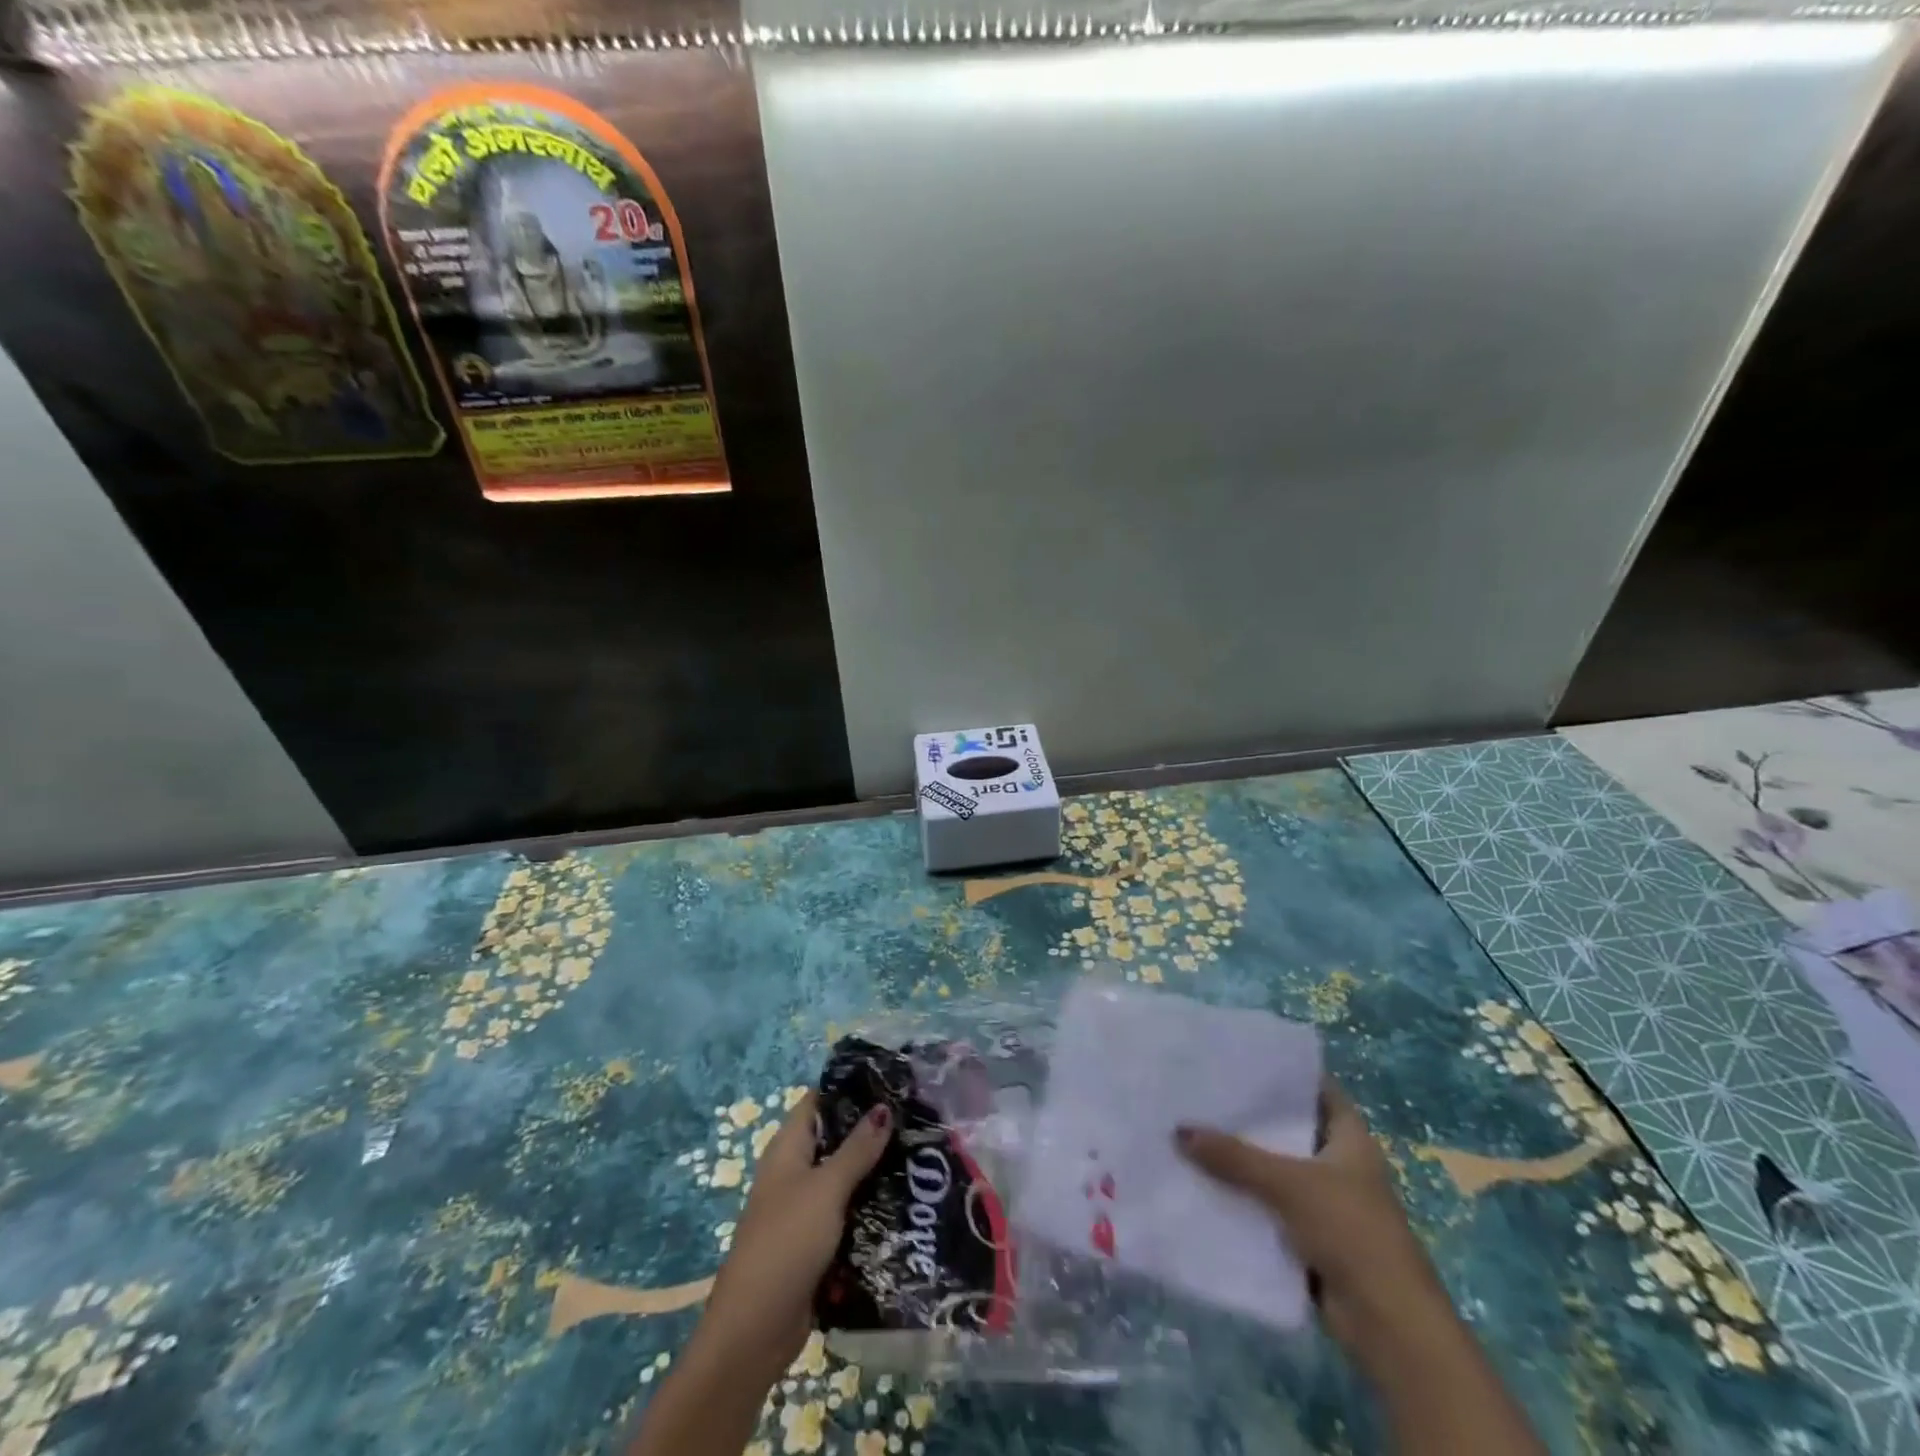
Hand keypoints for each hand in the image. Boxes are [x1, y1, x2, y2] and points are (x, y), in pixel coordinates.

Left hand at [699, 1093, 893, 1381]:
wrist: (754, 1331)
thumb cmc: (786, 1243)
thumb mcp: (826, 1189)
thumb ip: (857, 1149)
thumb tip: (883, 1107)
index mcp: (788, 1149)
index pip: (819, 1102)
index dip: (850, 1089)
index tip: (892, 1083)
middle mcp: (795, 1172)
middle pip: (836, 1140)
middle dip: (872, 1132)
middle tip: (918, 1122)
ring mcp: (805, 1209)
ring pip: (845, 1179)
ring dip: (875, 1172)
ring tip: (921, 1159)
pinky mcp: (816, 1243)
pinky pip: (848, 1214)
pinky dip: (870, 1209)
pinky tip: (905, 1205)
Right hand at [1175, 1079, 1444, 1366]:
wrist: (1388, 1324)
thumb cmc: (1351, 1232)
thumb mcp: (1289, 1183)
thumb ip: (1234, 1157)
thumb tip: (1178, 1130)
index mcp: (1349, 1138)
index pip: (1314, 1088)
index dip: (1282, 1071)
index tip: (1238, 1057)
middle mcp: (1337, 1163)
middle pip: (1288, 1128)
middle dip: (1249, 1115)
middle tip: (1200, 1091)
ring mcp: (1324, 1201)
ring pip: (1274, 1168)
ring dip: (1240, 1159)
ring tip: (1190, 1130)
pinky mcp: (1309, 1236)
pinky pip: (1267, 1206)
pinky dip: (1242, 1198)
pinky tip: (1202, 1182)